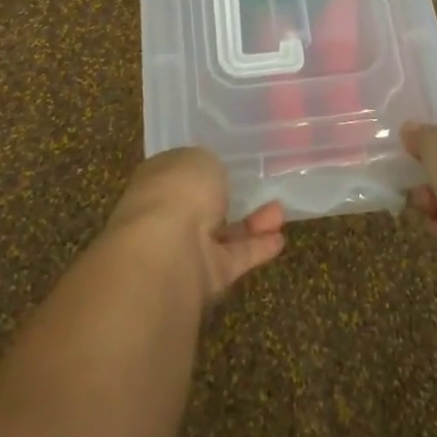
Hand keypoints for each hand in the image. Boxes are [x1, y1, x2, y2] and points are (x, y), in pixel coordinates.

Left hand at [103, 148, 285, 300]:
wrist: (169, 252)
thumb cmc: (180, 191)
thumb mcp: (200, 159)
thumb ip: (208, 166)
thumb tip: (209, 175)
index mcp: (156, 180)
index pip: (178, 172)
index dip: (201, 169)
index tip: (226, 164)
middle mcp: (166, 215)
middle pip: (201, 206)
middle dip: (229, 199)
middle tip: (257, 189)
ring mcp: (184, 249)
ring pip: (221, 233)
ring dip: (250, 223)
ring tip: (280, 211)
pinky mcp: (205, 277)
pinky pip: (234, 258)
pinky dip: (256, 249)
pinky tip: (279, 239)